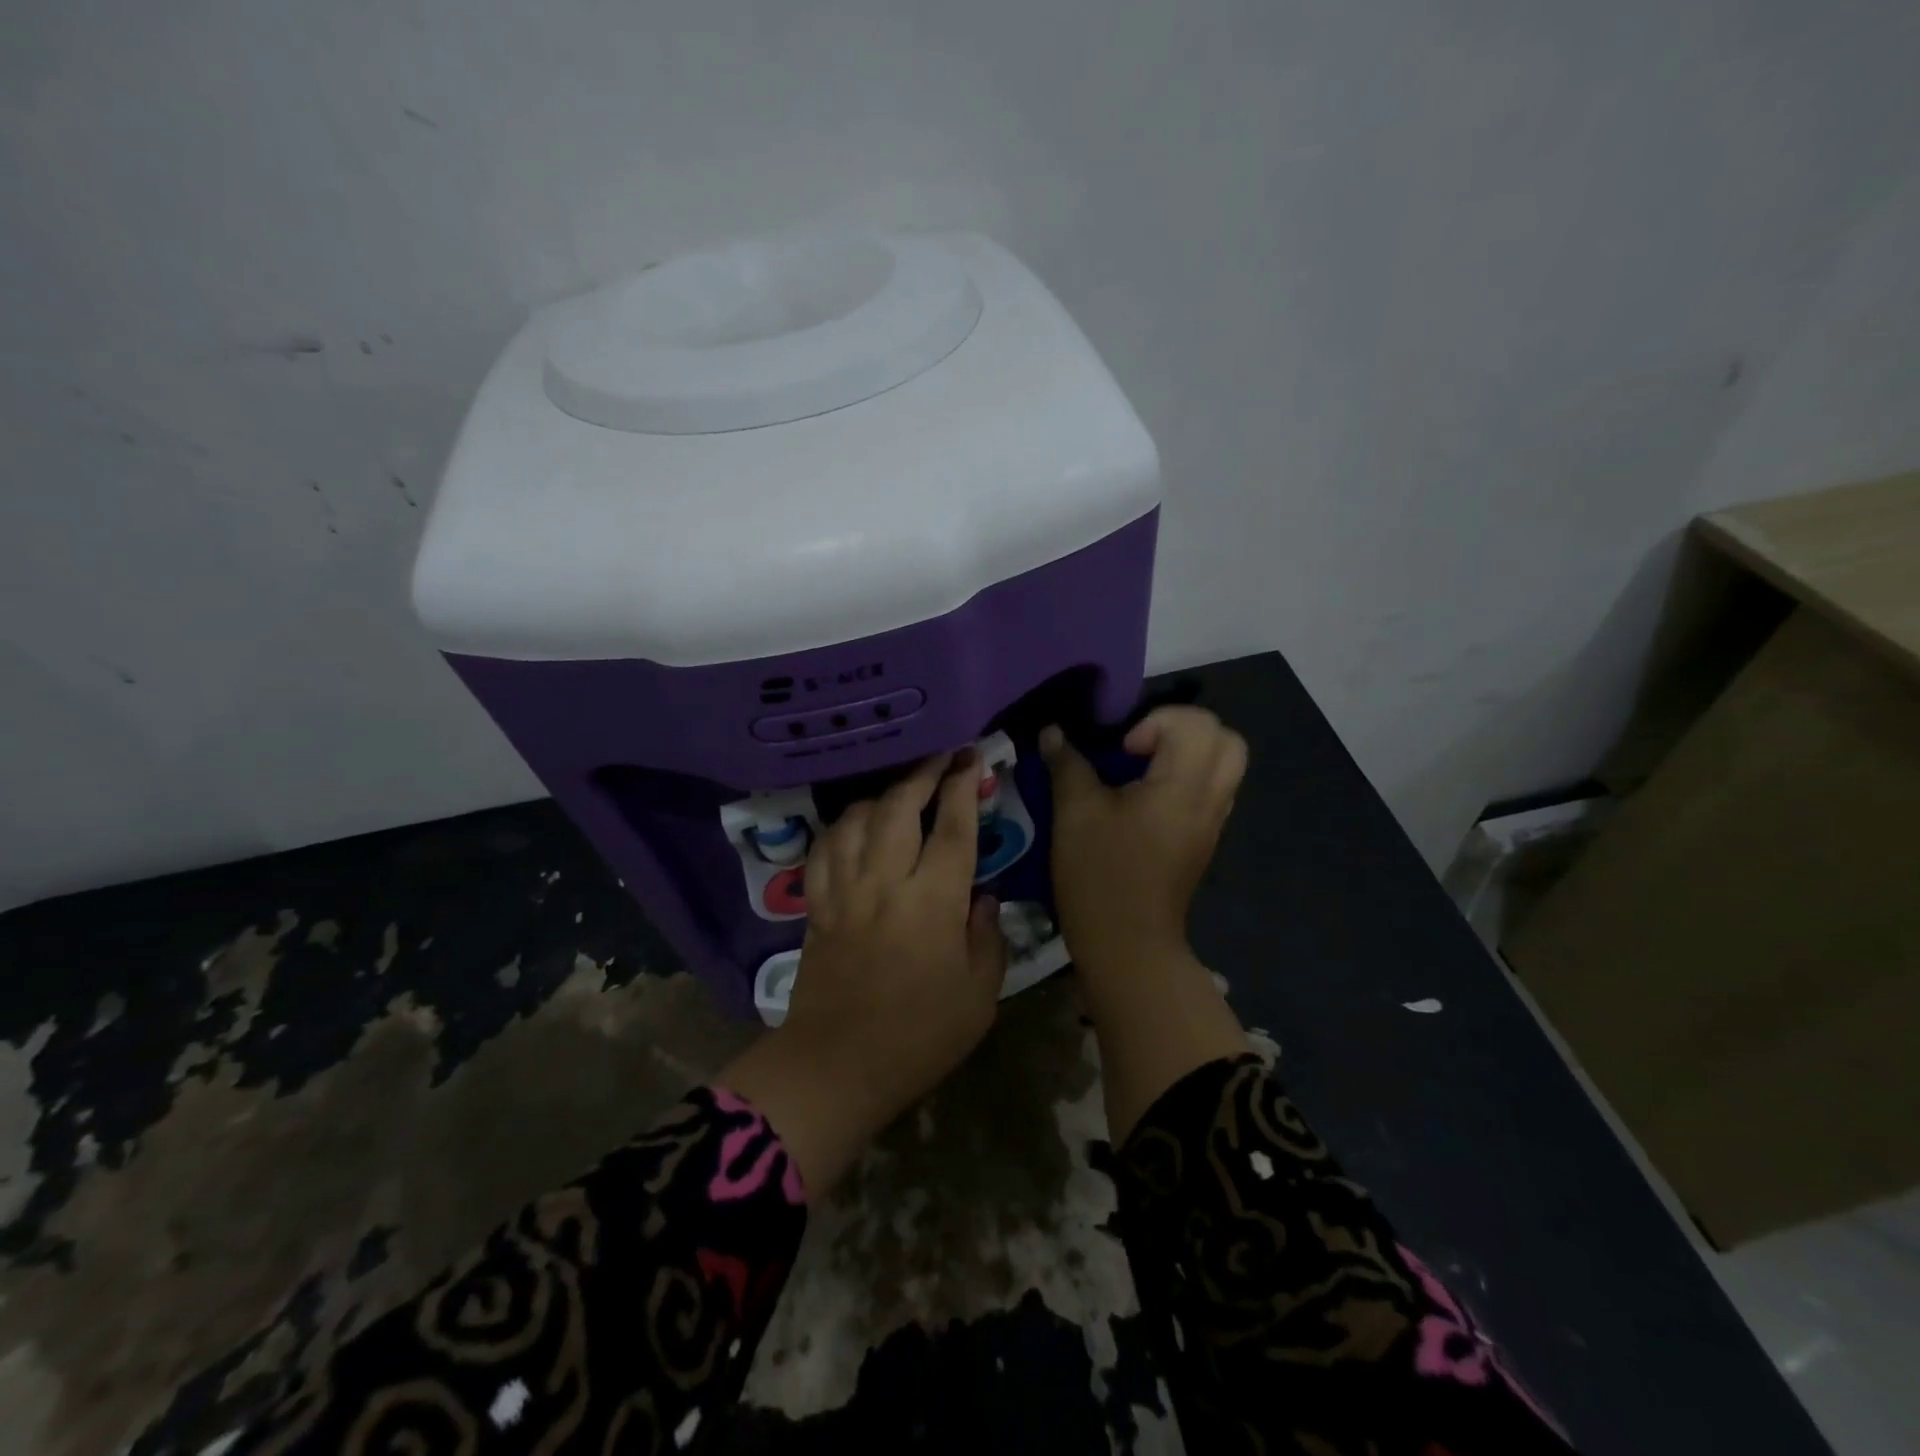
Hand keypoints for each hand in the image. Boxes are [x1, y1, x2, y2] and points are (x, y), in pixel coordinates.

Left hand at [717, 751, 1006, 1194]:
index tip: (970, 758)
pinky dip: (842, 826)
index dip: (962, 787)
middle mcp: (886, 883)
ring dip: (882, 794)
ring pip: (858, 819)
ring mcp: (845, 890)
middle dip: (922, 772)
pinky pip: (825, 848)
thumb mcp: (978, 996)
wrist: (837, 1065)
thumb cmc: (919, 1036)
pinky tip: (855, 824)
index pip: (952, 828)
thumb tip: (982, 896)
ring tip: (901, 789)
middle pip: (899, 807)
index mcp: (933, 903)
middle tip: (941, 756)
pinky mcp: (817, 904)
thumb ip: (987, 937)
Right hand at [1040, 707, 1247, 976]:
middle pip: (1226, 738)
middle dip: (1183, 729)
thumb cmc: (1100, 874)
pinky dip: (1187, 779)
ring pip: (1224, 765)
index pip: (1196, 722)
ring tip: (1143, 772)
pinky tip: (1146, 801)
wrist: (1127, 945)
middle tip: (1142, 749)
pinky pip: (1212, 790)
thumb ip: (1067, 763)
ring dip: (1187, 754)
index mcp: (1184, 785)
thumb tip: (1052, 732)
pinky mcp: (1203, 840)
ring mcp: (1212, 822)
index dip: (1156, 723)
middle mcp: (1210, 798)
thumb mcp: (1074, 812)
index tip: (1123, 752)